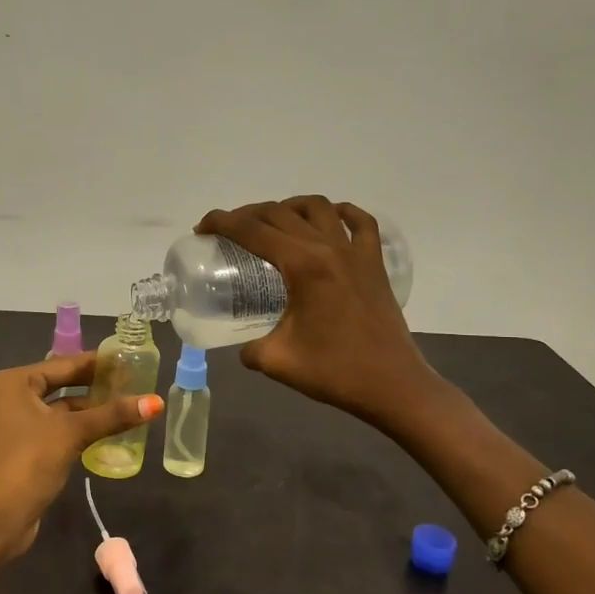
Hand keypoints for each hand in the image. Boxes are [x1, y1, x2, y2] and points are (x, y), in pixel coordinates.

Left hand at [0, 354, 163, 584]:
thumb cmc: (27, 462)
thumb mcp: (71, 434)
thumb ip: (112, 416)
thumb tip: (156, 402)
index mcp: (14, 382)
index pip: (64, 364)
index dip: (97, 363)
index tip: (129, 361)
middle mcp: (11, 398)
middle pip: (62, 385)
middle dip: (96, 387)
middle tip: (134, 383)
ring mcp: (16, 426)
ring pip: (60, 411)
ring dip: (90, 412)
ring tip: (128, 408)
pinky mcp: (24, 450)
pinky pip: (57, 431)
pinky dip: (80, 431)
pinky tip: (108, 434)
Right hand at [196, 196, 436, 425]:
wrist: (393, 385)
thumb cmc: (334, 372)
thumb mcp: (277, 360)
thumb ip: (250, 349)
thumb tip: (243, 346)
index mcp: (303, 266)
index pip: (252, 230)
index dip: (221, 223)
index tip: (201, 229)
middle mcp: (328, 248)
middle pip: (279, 213)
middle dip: (246, 215)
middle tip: (227, 232)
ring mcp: (356, 252)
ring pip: (318, 207)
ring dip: (288, 207)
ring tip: (272, 223)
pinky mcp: (374, 264)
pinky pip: (360, 223)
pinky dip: (340, 213)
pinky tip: (328, 220)